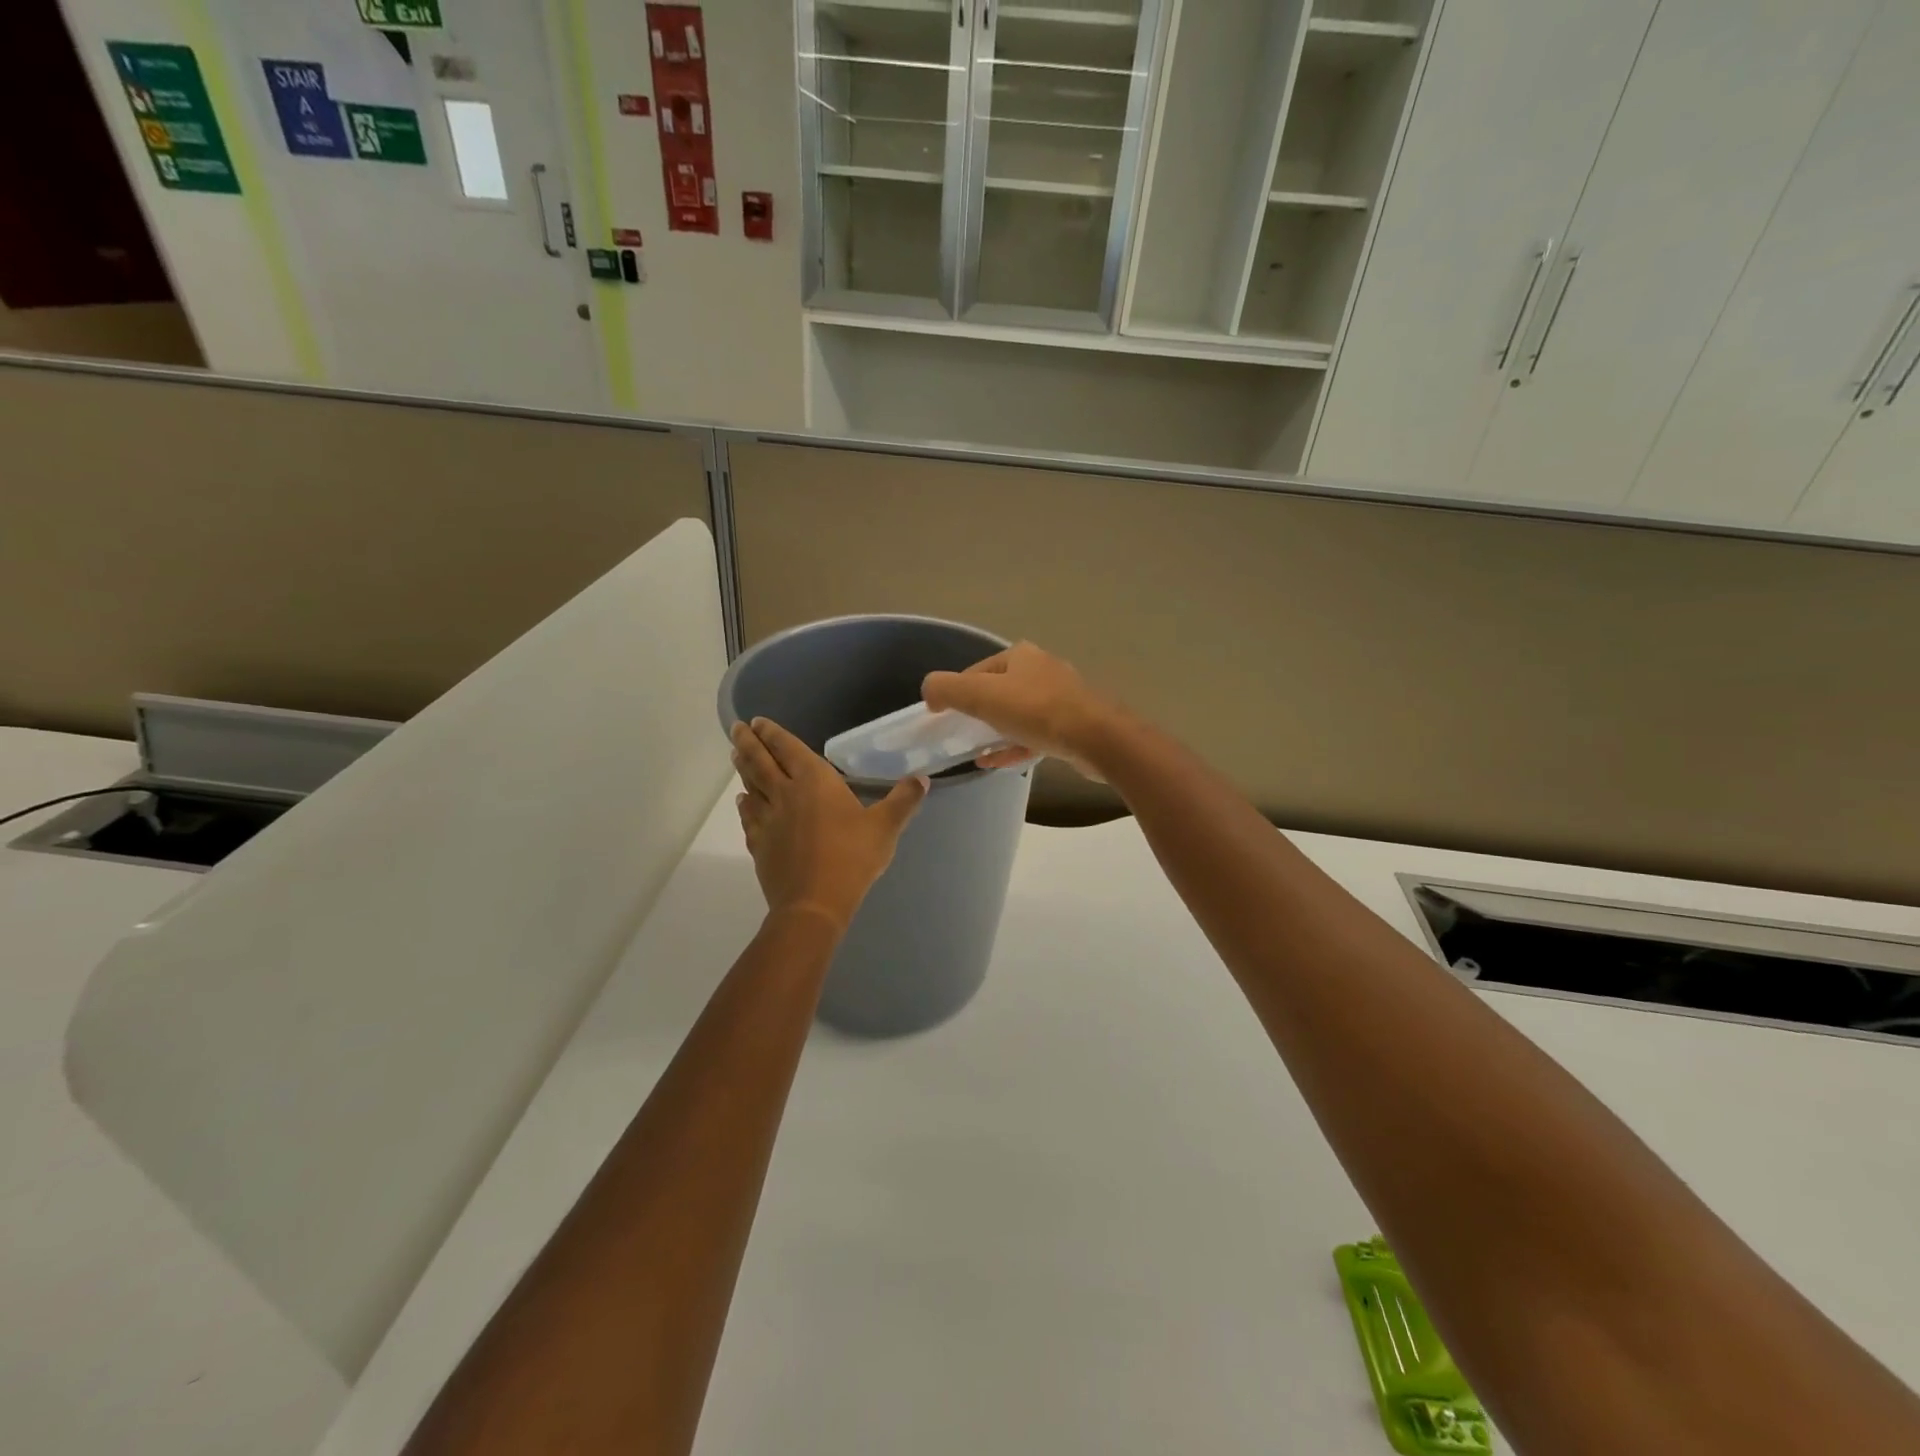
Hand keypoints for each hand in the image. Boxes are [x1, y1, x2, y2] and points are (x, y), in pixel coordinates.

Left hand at [731, 718, 928, 933]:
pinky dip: (744, 804)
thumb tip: (922, 779)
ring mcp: (768, 819)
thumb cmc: (852, 858)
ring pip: (750, 785)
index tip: (757, 721)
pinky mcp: (759, 843)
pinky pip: (748, 816)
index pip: (788, 748)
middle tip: (736, 728)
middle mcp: (785, 793)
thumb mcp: (886, 827)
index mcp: (815, 781)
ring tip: (736, 754)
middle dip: (748, 742)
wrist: (813, 903)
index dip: (773, 733)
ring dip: (743, 767)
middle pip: (760, 761)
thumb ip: (903, 800)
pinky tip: (742, 801)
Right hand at [921, 642, 1121, 780]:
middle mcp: (1042, 670)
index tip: (943, 716)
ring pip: (1018, 714)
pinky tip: (996, 762)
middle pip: (999, 691)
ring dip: (995, 732)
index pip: (977, 671)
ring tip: (976, 751)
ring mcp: (1061, 698)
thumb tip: (929, 690)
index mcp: (1021, 656)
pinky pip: (1034, 735)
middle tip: (960, 734)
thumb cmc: (1037, 711)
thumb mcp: (982, 695)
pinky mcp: (1072, 726)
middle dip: (978, 712)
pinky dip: (1013, 746)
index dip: (956, 692)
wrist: (1096, 739)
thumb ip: (947, 689)